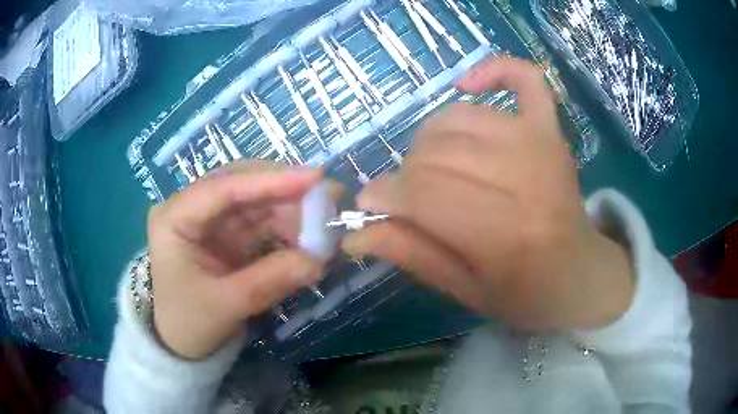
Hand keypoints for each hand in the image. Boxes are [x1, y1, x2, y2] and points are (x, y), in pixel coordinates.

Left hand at [147, 161, 326, 359]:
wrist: (182, 344)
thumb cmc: (189, 324)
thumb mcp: (225, 305)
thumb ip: (269, 280)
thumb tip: (318, 259)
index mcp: (174, 218)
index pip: (222, 189)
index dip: (269, 181)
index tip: (314, 177)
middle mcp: (192, 208)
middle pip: (243, 186)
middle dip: (286, 192)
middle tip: (330, 198)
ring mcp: (211, 220)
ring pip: (257, 202)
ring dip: (292, 211)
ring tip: (325, 223)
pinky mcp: (228, 235)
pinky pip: (263, 222)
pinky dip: (288, 228)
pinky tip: (309, 236)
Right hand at [343, 56, 633, 330]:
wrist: (579, 274)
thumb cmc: (524, 294)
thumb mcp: (464, 289)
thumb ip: (412, 255)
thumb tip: (354, 233)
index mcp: (506, 234)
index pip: (424, 194)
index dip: (385, 195)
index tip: (368, 205)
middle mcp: (526, 178)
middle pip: (436, 154)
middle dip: (404, 176)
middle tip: (407, 200)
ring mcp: (541, 144)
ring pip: (458, 118)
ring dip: (429, 141)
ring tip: (432, 168)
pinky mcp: (550, 129)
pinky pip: (524, 78)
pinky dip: (493, 69)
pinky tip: (466, 84)